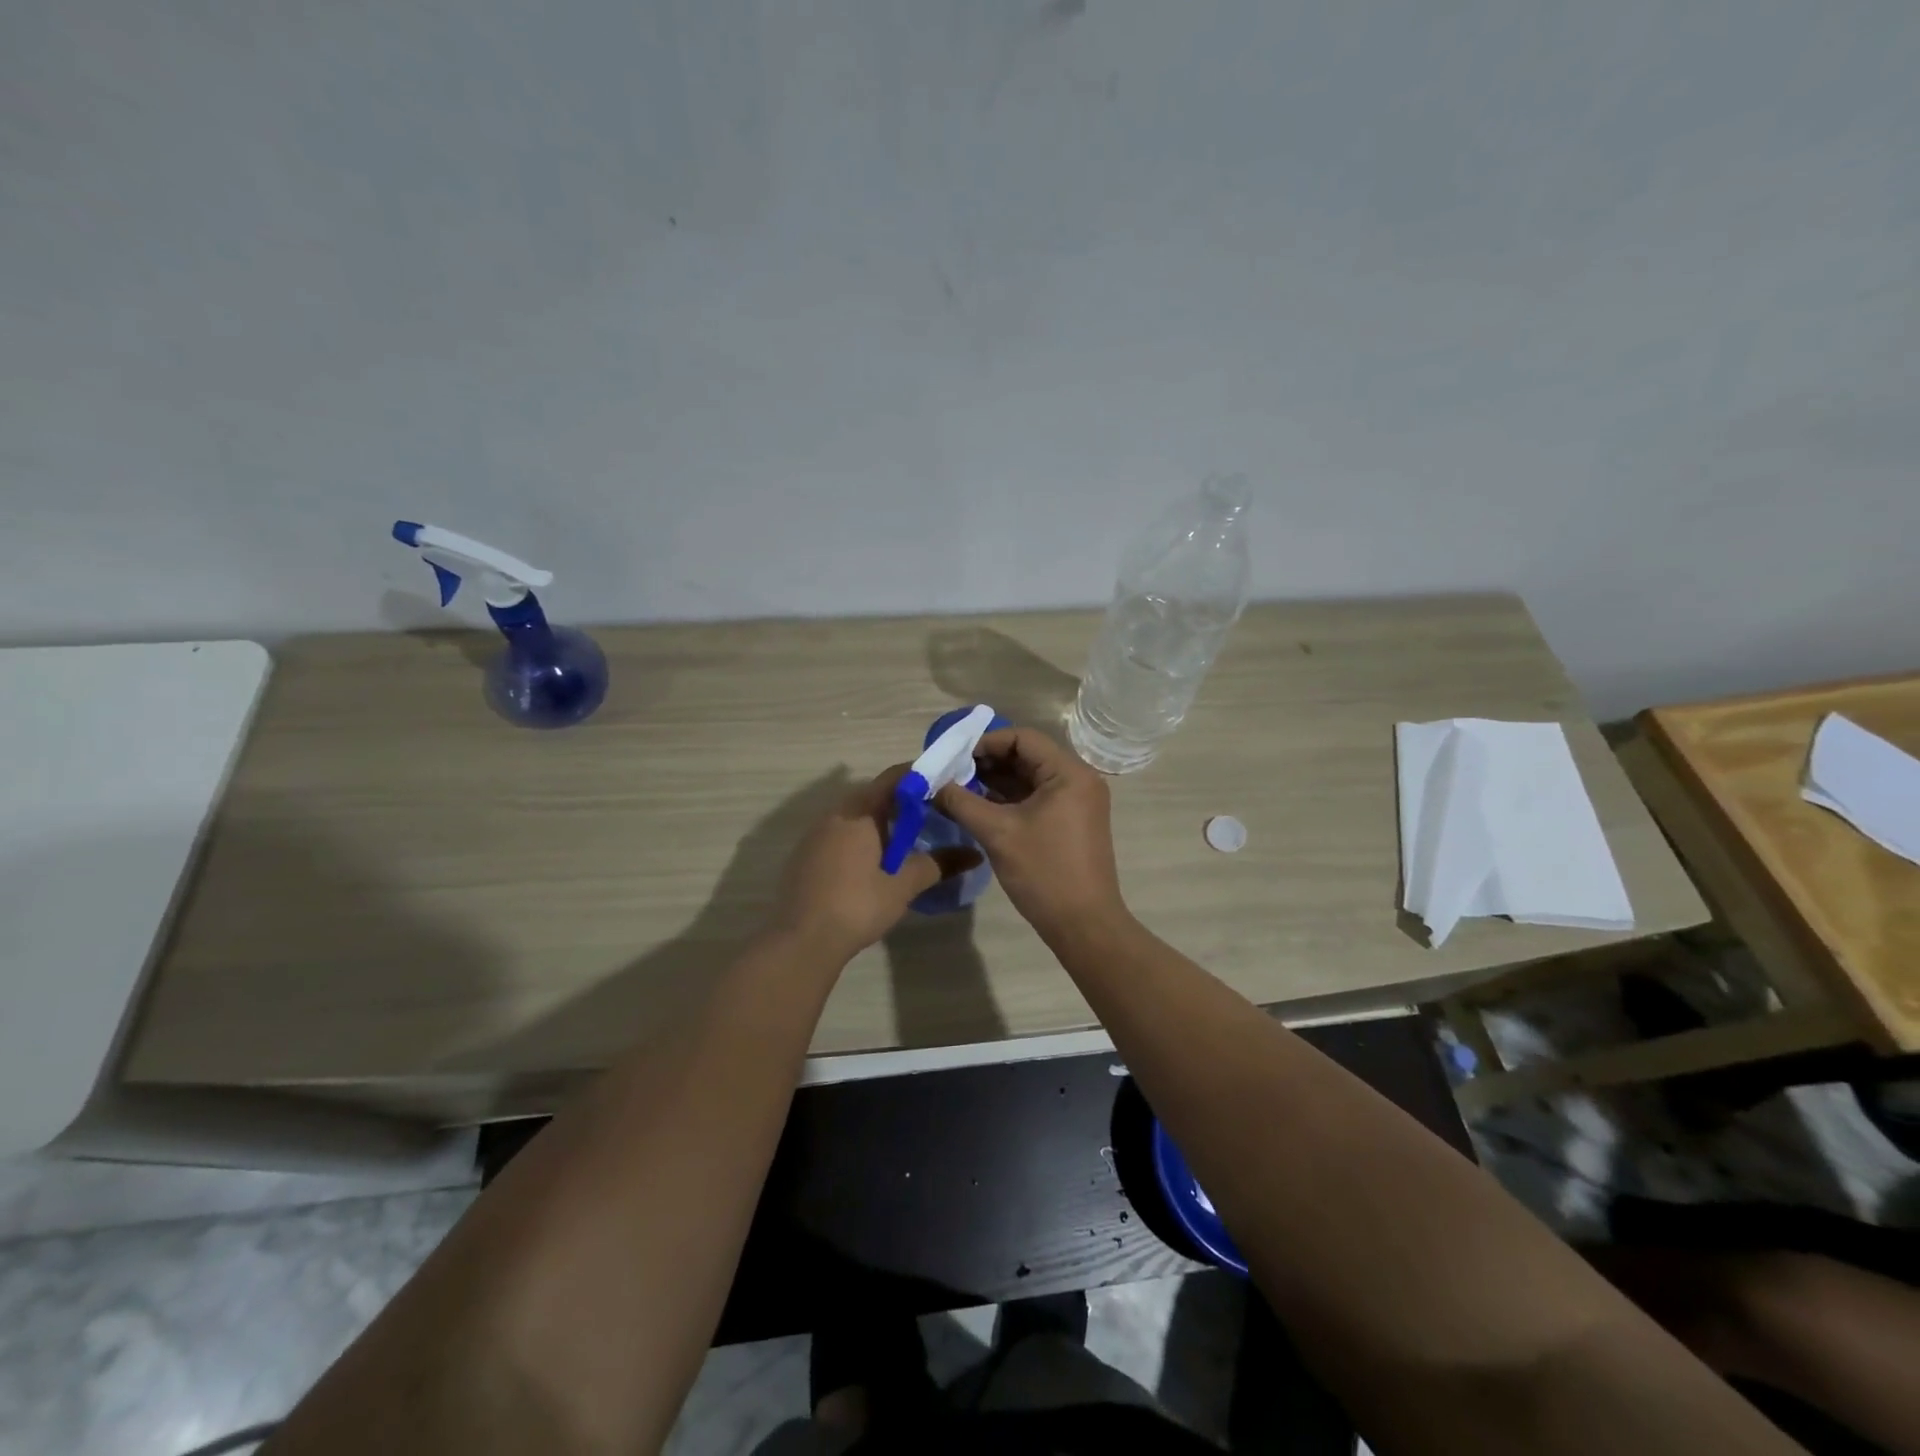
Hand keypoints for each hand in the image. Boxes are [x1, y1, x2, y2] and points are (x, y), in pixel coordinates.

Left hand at [767, 766, 980, 962]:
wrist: (801, 941)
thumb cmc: (857, 905)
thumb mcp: (903, 885)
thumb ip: (938, 864)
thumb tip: (974, 854)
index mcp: (859, 811)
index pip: (894, 777)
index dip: (920, 776)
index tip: (945, 784)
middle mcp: (835, 814)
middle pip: (874, 794)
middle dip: (903, 801)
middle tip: (933, 814)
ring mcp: (815, 834)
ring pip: (855, 815)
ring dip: (881, 821)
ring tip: (909, 838)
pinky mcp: (806, 855)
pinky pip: (840, 833)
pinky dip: (862, 837)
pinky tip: (875, 861)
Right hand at [933, 728, 1126, 945]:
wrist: (1084, 925)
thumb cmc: (1044, 873)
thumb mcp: (997, 834)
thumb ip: (962, 802)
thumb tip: (932, 785)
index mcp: (1069, 773)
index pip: (1023, 738)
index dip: (986, 743)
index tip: (955, 758)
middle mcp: (1078, 779)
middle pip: (1027, 755)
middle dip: (988, 762)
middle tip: (952, 774)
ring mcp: (1077, 801)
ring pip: (1030, 778)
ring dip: (996, 781)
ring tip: (959, 790)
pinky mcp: (1072, 821)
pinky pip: (1037, 797)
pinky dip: (1010, 799)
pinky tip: (980, 806)